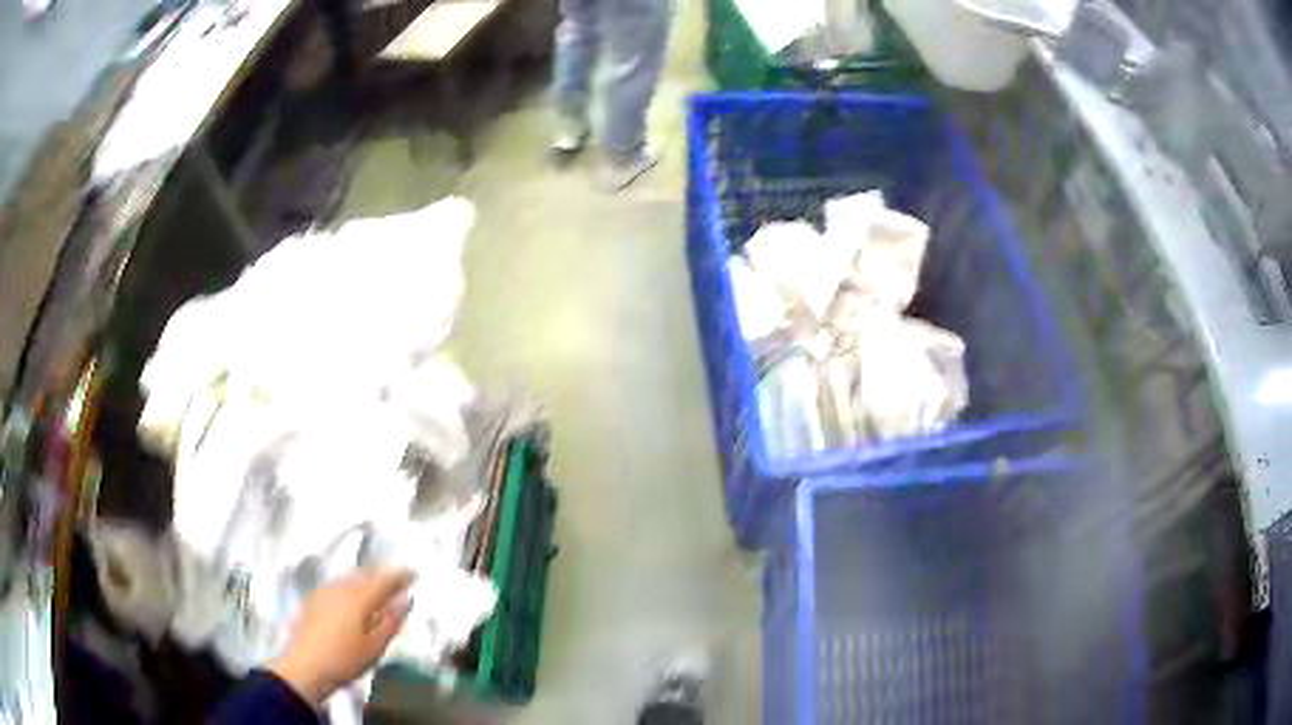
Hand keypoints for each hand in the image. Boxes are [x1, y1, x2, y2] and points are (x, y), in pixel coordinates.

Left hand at [268, 568, 414, 705]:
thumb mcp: (375, 645)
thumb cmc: (345, 658)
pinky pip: (339, 584)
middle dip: (383, 575)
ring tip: (378, 586)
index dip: (400, 575)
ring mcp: (325, 591)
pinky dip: (351, 585)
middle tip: (398, 580)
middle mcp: (342, 587)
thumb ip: (391, 620)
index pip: (384, 579)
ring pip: (350, 577)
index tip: (414, 574)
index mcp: (359, 597)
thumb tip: (406, 598)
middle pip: (365, 574)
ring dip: (366, 578)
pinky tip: (352, 595)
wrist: (304, 665)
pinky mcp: (314, 598)